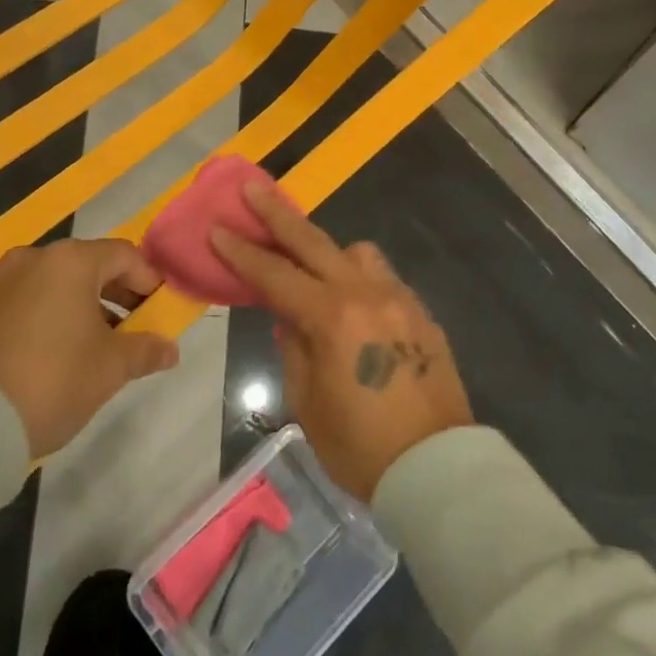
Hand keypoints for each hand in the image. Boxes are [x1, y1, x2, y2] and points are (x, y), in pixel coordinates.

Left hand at [0, 238, 179, 457]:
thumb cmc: (52, 380)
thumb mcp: (110, 368)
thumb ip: (145, 350)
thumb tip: (170, 349)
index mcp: (71, 260)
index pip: (125, 255)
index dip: (150, 281)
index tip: (162, 312)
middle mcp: (35, 258)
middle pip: (91, 266)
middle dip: (119, 295)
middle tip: (136, 329)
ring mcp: (2, 282)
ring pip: (59, 284)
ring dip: (86, 307)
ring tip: (100, 346)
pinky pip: (31, 301)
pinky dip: (54, 316)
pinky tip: (61, 353)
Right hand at [210, 181, 472, 501]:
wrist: (437, 468)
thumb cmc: (361, 447)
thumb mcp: (308, 403)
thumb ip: (294, 348)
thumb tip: (291, 320)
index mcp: (331, 318)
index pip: (275, 275)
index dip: (241, 252)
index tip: (217, 227)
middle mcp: (366, 293)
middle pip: (313, 241)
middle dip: (277, 213)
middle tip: (252, 187)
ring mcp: (399, 297)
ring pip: (357, 251)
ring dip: (329, 251)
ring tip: (314, 271)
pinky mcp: (421, 311)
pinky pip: (383, 278)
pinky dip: (359, 279)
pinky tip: (353, 305)